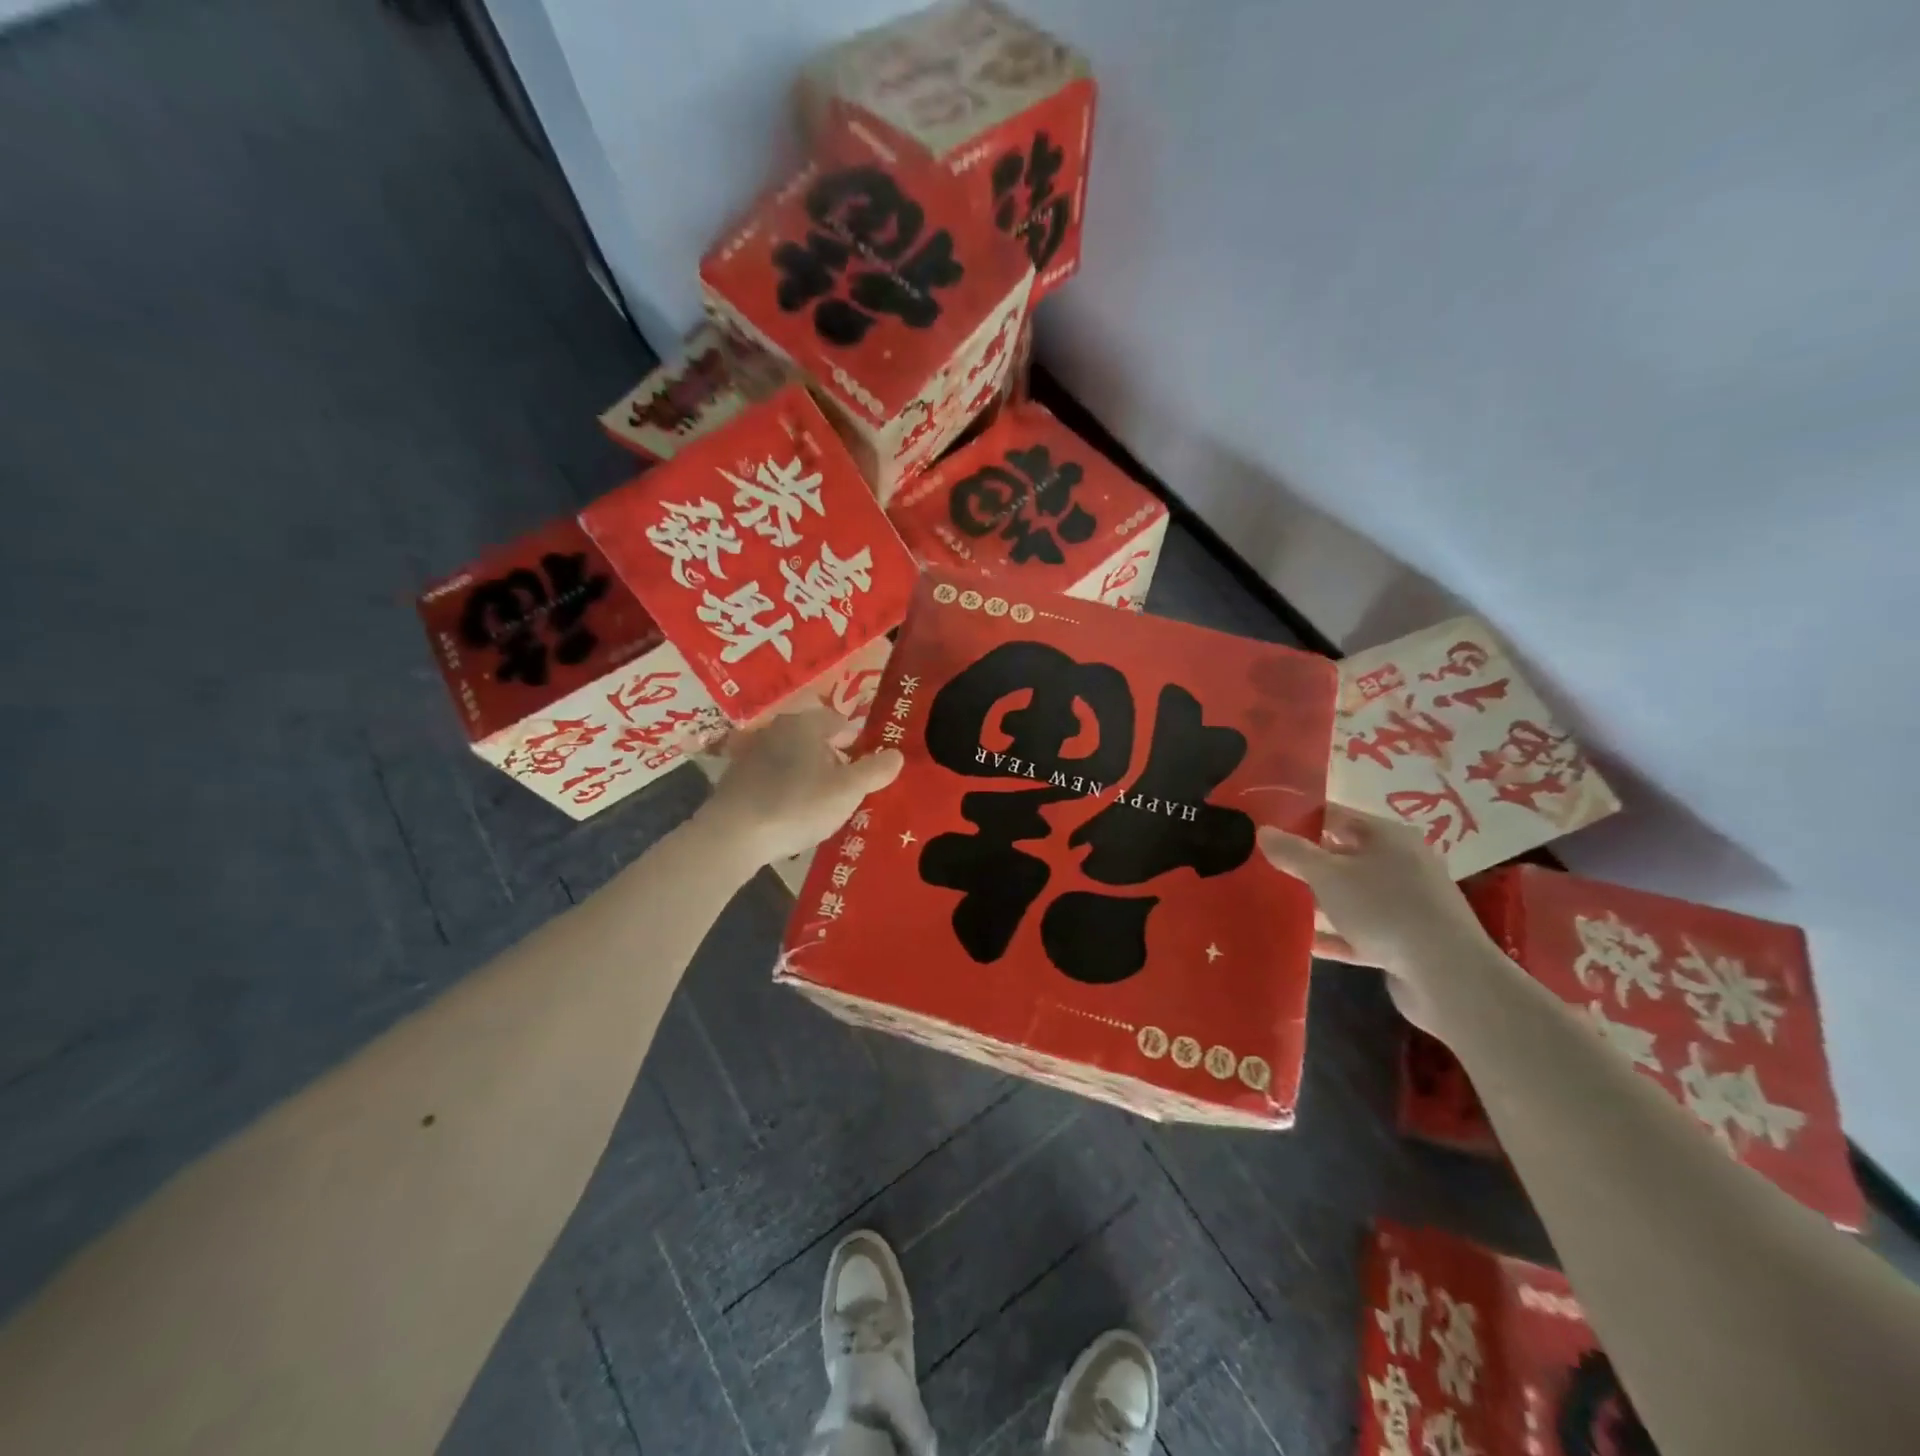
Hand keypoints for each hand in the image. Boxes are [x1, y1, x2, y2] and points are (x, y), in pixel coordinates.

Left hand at [699, 708, 903, 868]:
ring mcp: (752, 752)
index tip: (868, 765)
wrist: (734, 834)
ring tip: (823, 802)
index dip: (857, 741)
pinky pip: (772, 777)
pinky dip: (786, 787)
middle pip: (814, 738)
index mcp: (805, 724)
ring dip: (808, 773)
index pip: (839, 720)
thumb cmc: (798, 804)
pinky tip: (793, 811)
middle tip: (849, 786)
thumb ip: (875, 770)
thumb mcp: (847, 790)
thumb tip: (897, 754)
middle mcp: (776, 729)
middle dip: (833, 758)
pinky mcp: (736, 778)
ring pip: (792, 757)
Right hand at [1257, 807, 1499, 1036]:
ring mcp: (1406, 903)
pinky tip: (1305, 941)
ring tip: (1277, 901)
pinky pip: (1360, 931)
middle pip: (1344, 855)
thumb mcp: (1328, 875)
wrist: (1448, 976)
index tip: (1265, 826)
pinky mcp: (1405, 940)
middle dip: (1306, 861)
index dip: (1300, 818)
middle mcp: (1401, 863)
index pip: (1336, 815)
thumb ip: (1293, 853)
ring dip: (1319, 899)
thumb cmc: (1385, 908)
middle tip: (1264, 864)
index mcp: (1388, 837)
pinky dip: (1335, 935)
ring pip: (1352, 895)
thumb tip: (1263, 831)